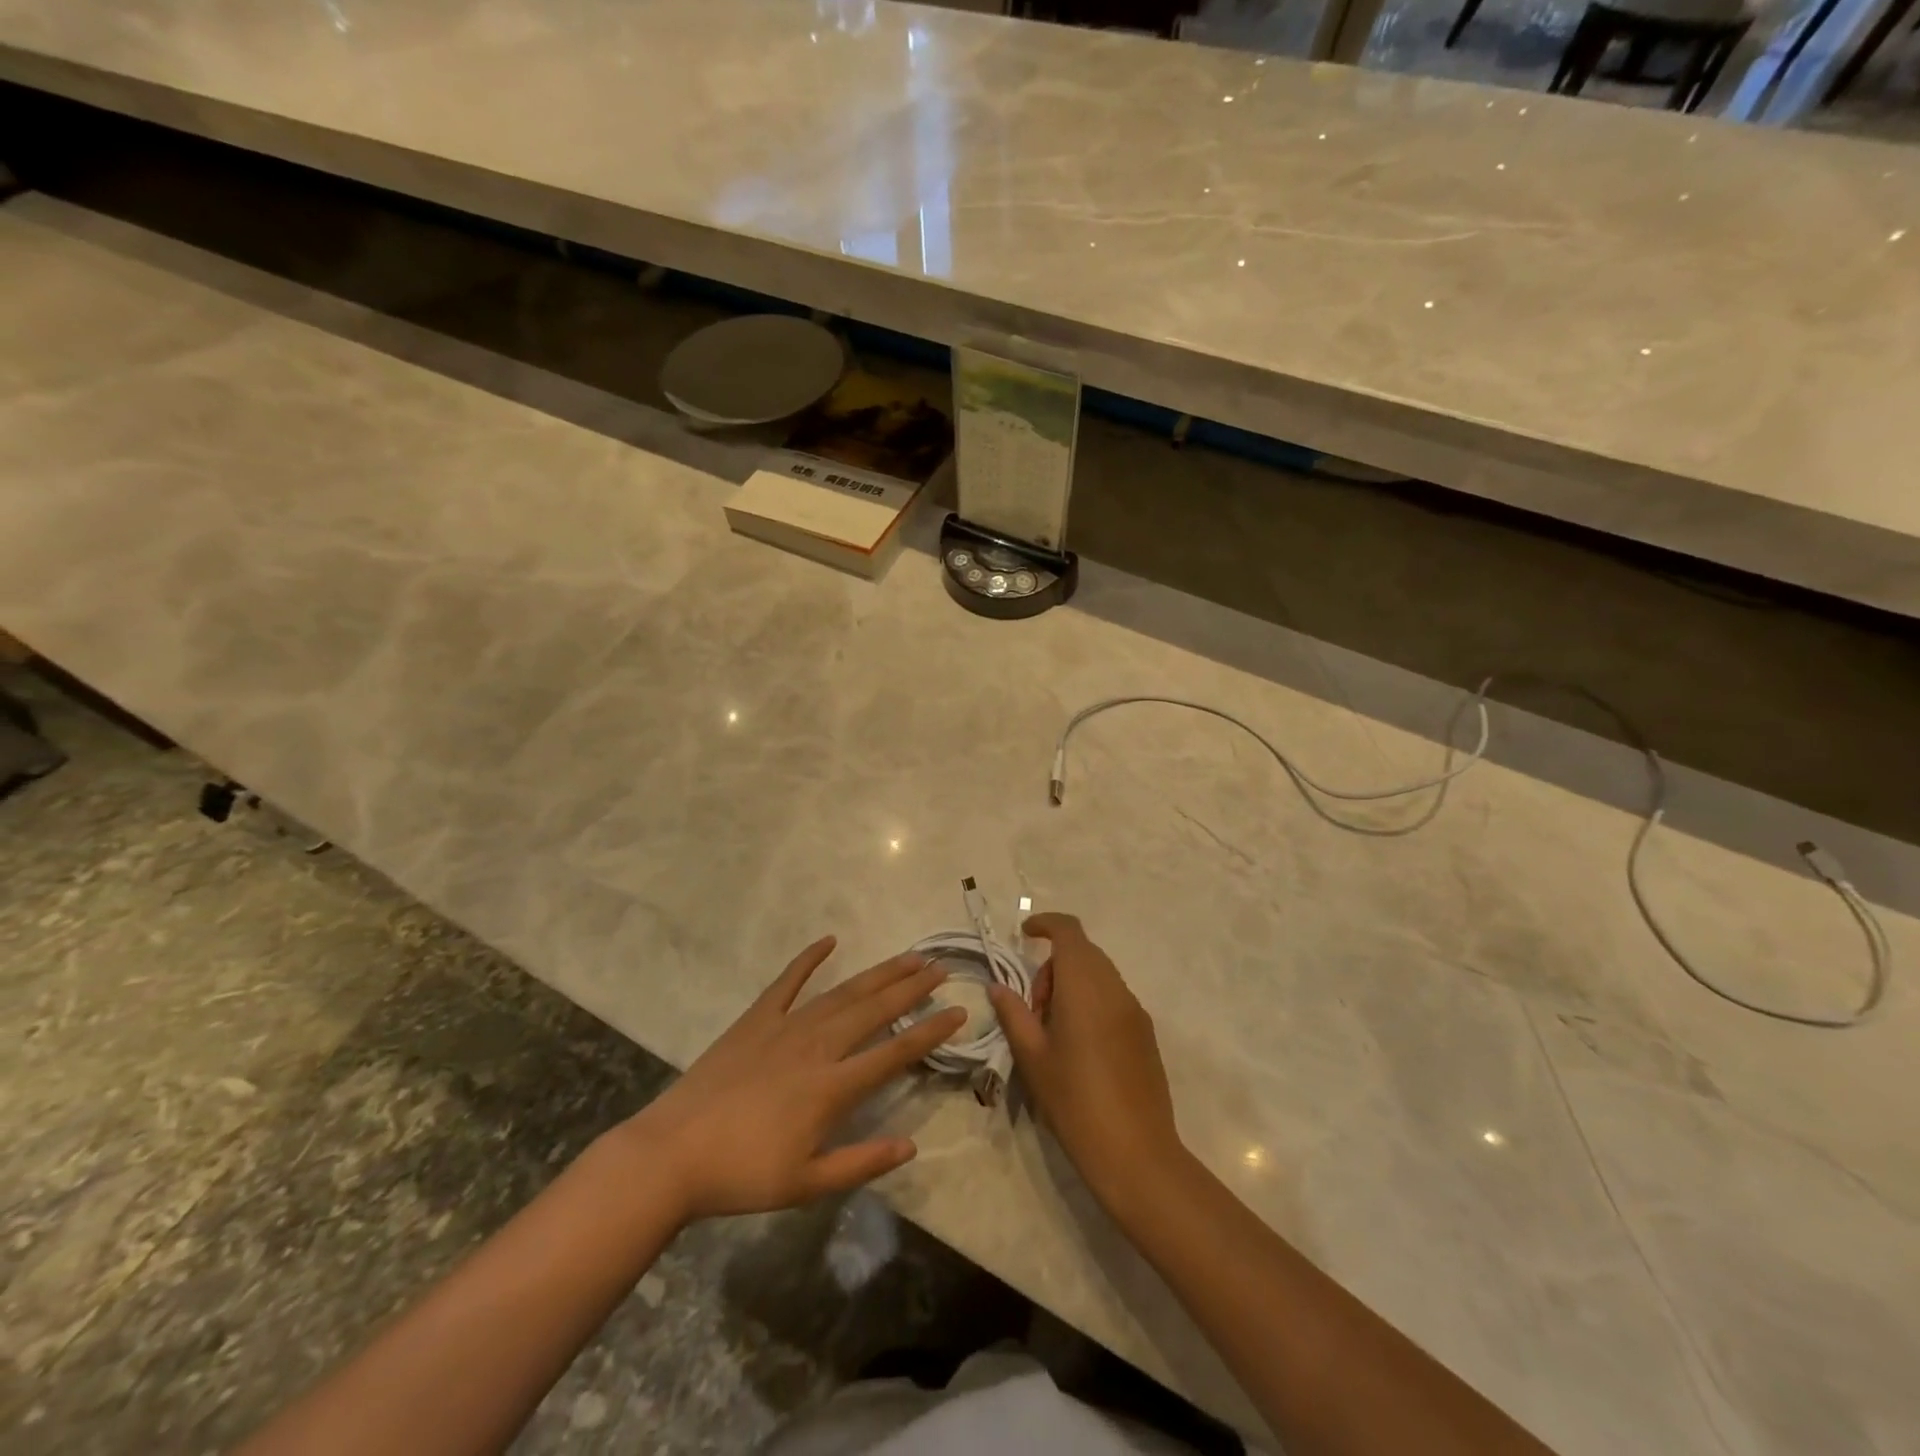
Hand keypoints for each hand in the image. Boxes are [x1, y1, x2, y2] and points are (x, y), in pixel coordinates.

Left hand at [620, 937, 965, 1220]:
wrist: (672, 1153)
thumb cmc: (742, 1173)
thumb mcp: (806, 1184)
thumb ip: (861, 1163)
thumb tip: (910, 1146)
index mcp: (832, 1087)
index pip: (894, 1053)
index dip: (929, 1031)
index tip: (958, 1011)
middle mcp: (817, 1046)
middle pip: (874, 1010)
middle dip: (911, 987)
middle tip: (940, 966)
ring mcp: (785, 1027)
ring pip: (842, 993)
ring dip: (878, 974)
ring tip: (907, 957)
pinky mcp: (756, 1019)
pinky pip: (787, 982)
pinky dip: (808, 960)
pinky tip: (828, 941)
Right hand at [988, 913, 1183, 1208]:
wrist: (1136, 1153)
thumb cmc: (1075, 1101)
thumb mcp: (1033, 1058)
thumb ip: (1014, 1014)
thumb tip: (998, 987)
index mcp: (1085, 987)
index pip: (1069, 932)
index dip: (1046, 924)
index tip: (1025, 935)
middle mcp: (1115, 988)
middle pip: (1083, 952)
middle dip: (1053, 967)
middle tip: (1033, 1008)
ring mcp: (1135, 1010)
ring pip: (1099, 974)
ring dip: (1072, 984)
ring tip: (1054, 1030)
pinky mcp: (1145, 1033)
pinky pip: (1113, 997)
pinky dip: (1091, 1001)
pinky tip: (1080, 1045)